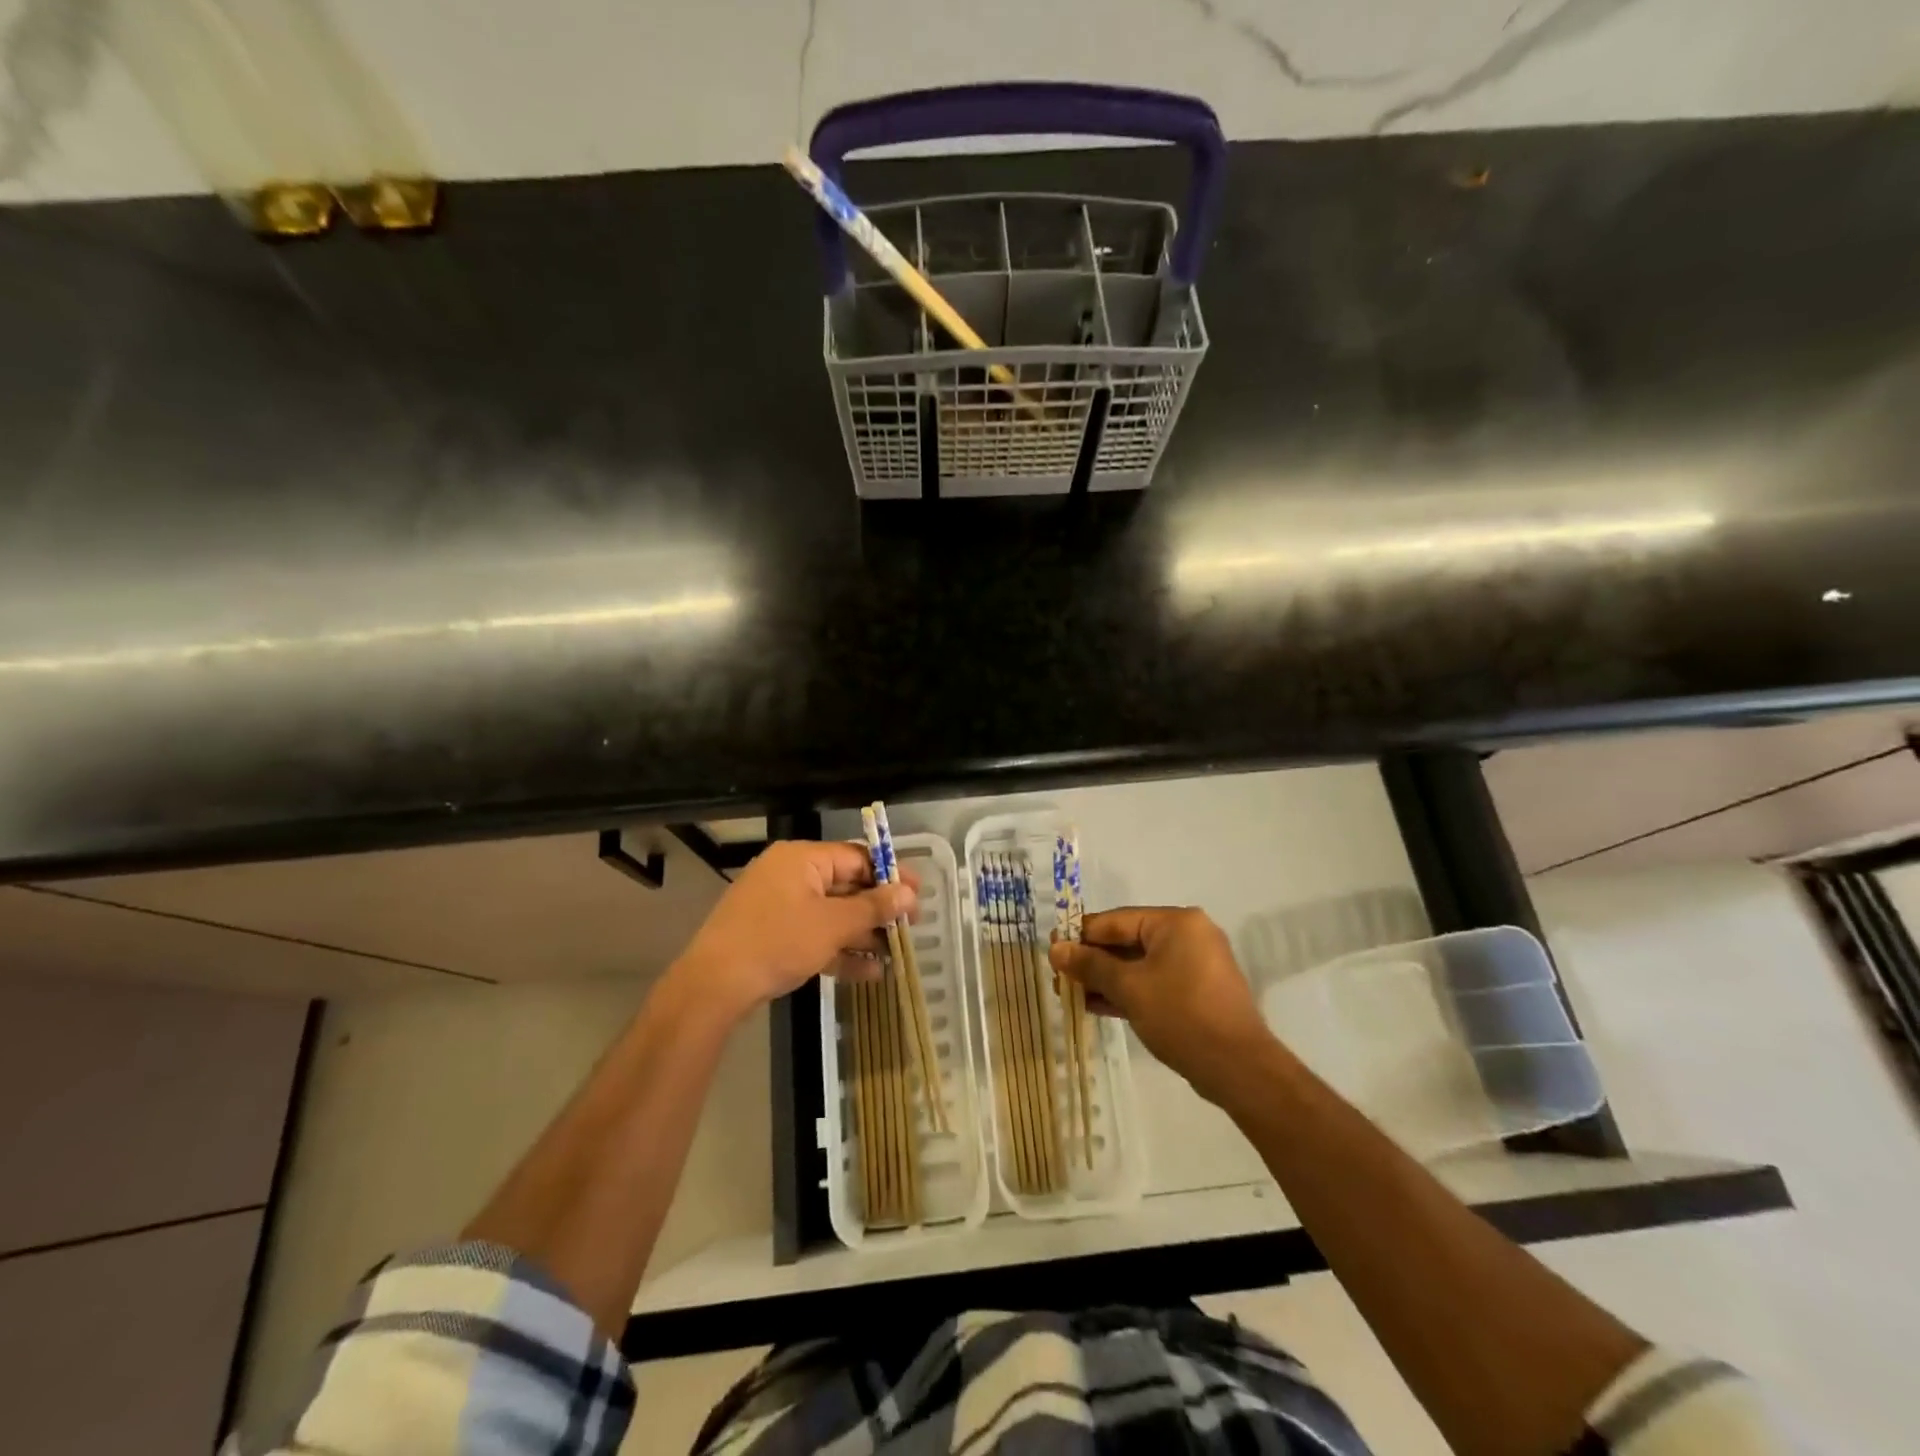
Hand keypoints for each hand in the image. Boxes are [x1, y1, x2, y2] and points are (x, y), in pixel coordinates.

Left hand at [674, 840, 916, 1017]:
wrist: (714, 986)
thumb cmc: (777, 941)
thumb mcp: (832, 924)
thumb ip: (873, 907)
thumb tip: (909, 893)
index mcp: (802, 859)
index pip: (856, 857)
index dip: (890, 875)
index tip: (918, 895)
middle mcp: (790, 875)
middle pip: (845, 886)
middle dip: (878, 909)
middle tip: (910, 927)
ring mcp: (778, 907)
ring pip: (831, 914)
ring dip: (863, 934)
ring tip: (896, 954)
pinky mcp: (772, 936)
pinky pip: (814, 935)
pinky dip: (839, 950)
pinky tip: (869, 972)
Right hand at [1049, 906, 1276, 1104]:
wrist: (1239, 1069)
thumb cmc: (1181, 1015)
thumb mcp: (1129, 988)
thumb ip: (1091, 965)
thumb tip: (1056, 950)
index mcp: (1176, 922)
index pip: (1116, 920)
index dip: (1081, 935)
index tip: (1052, 950)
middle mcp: (1188, 936)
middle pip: (1127, 942)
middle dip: (1092, 961)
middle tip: (1059, 977)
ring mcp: (1195, 965)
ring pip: (1139, 965)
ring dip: (1106, 980)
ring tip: (1071, 995)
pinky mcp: (1197, 993)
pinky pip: (1154, 983)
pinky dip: (1128, 992)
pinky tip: (1097, 1005)